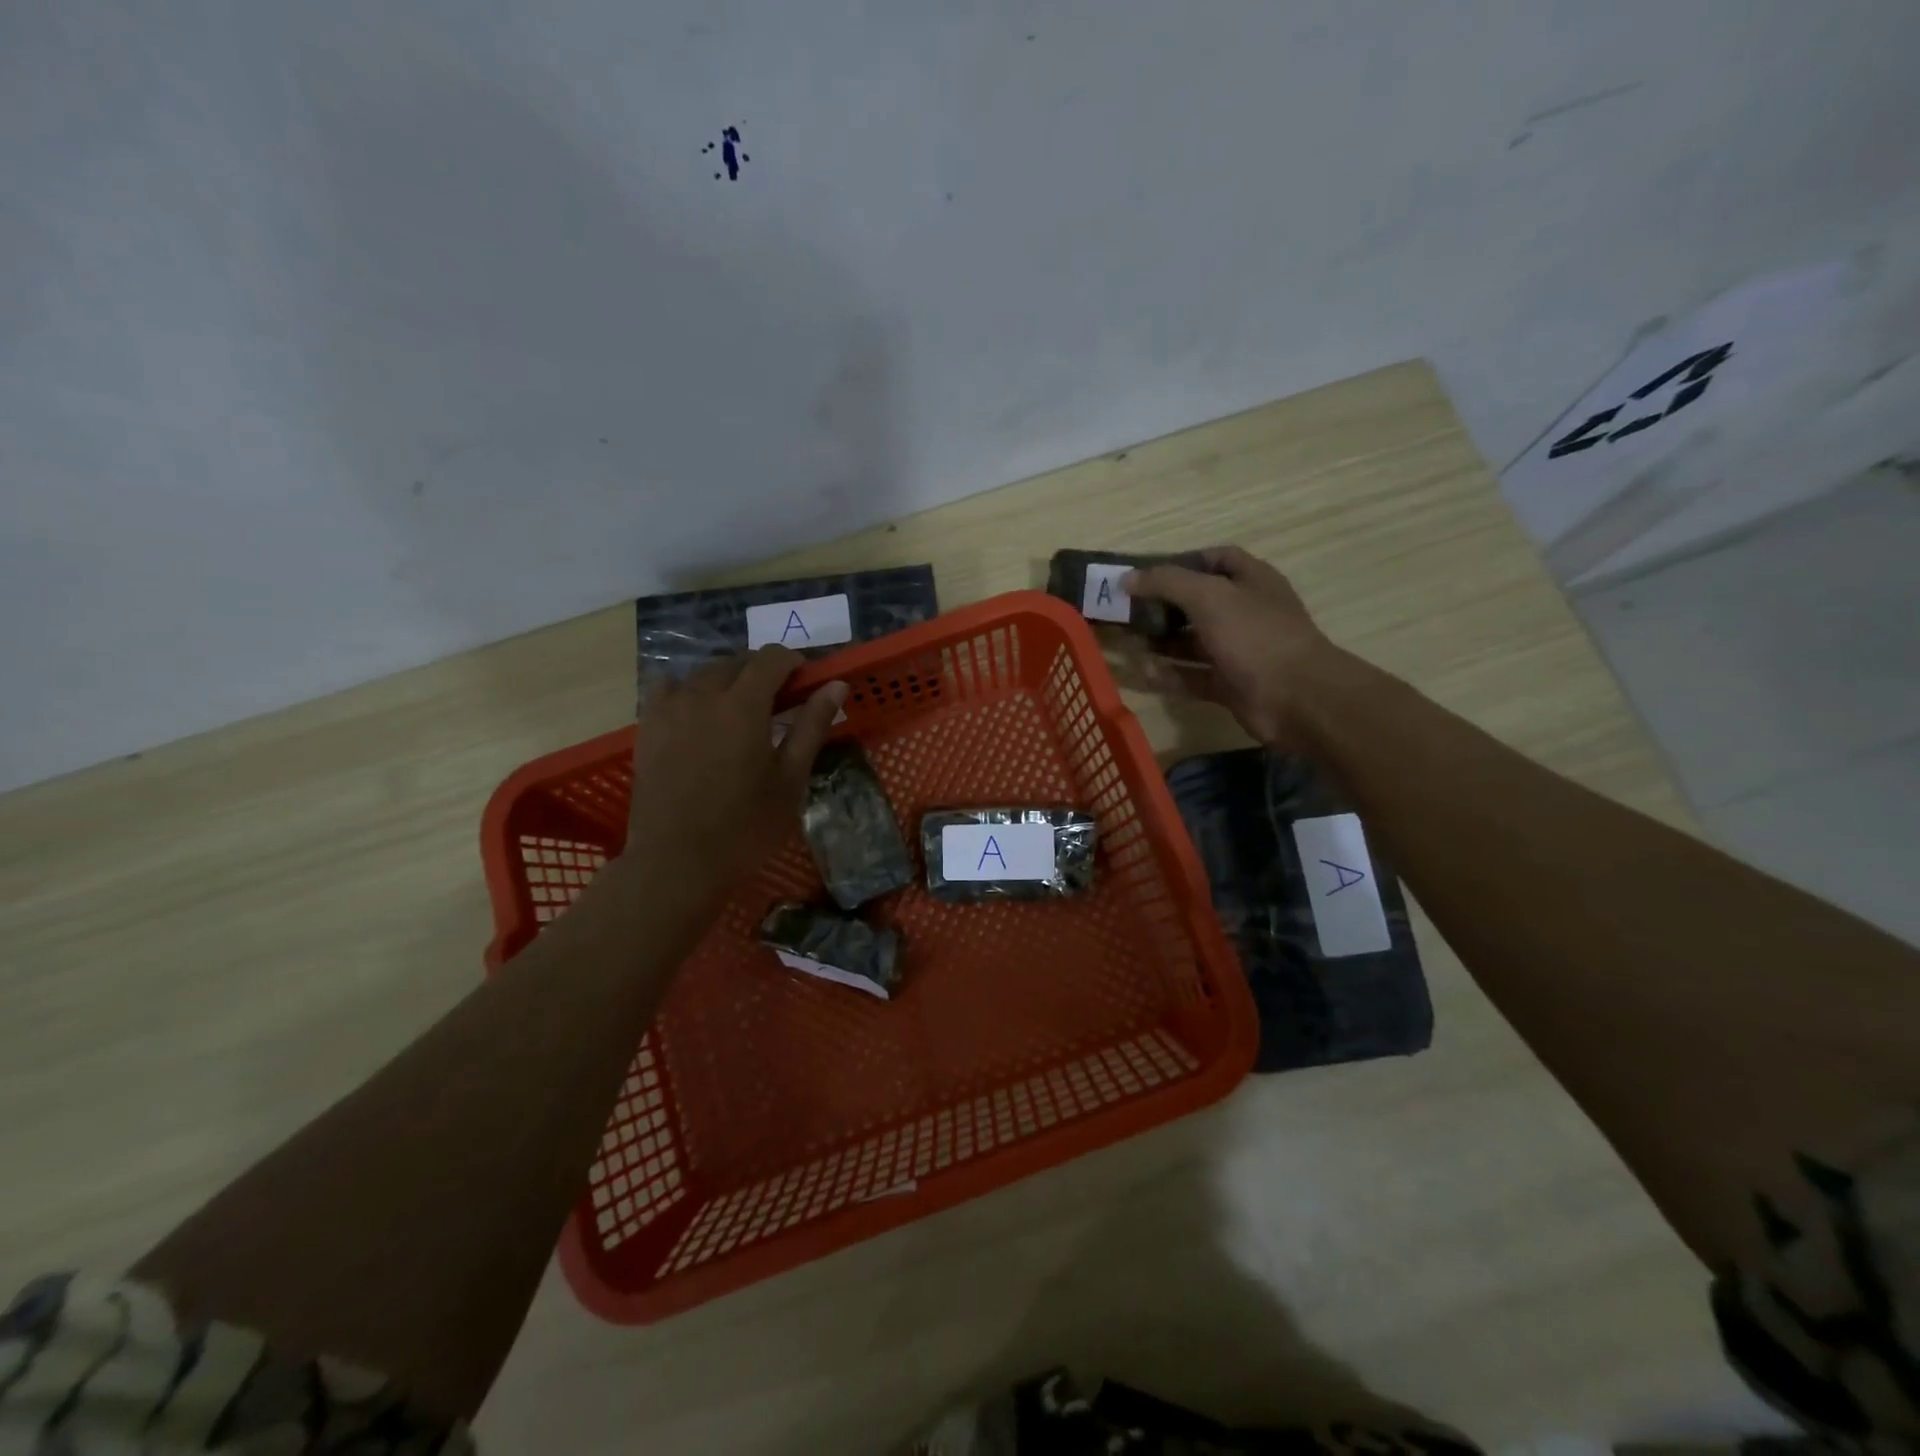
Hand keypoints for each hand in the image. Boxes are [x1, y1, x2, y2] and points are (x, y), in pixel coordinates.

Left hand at [620, 647, 848, 904]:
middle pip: (736, 662)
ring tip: (740, 709)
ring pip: (703, 672)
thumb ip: (812, 725)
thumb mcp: (790, 778)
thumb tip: (836, 685)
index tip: (806, 682)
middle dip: (762, 671)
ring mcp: (669, 709)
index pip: (772, 658)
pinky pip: (668, 688)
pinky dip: (689, 689)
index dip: (793, 662)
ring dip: (728, 679)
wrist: (677, 863)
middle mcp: (703, 695)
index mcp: (743, 705)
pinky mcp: (647, 727)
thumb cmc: (745, 826)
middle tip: (779, 702)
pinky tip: (698, 714)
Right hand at [1125, 546, 1341, 748]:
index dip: (1181, 562)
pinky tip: (1145, 673)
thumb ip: (1166, 582)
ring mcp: (1239, 651)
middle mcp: (1246, 612)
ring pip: (1193, 642)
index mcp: (1250, 581)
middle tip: (1127, 611)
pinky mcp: (1230, 685)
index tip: (1146, 574)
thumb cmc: (1254, 635)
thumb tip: (1127, 578)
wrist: (1295, 698)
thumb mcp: (1208, 596)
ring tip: (1128, 642)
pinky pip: (1194, 677)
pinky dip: (1171, 675)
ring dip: (1162, 642)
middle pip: (1198, 603)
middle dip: (1163, 605)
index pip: (1215, 559)